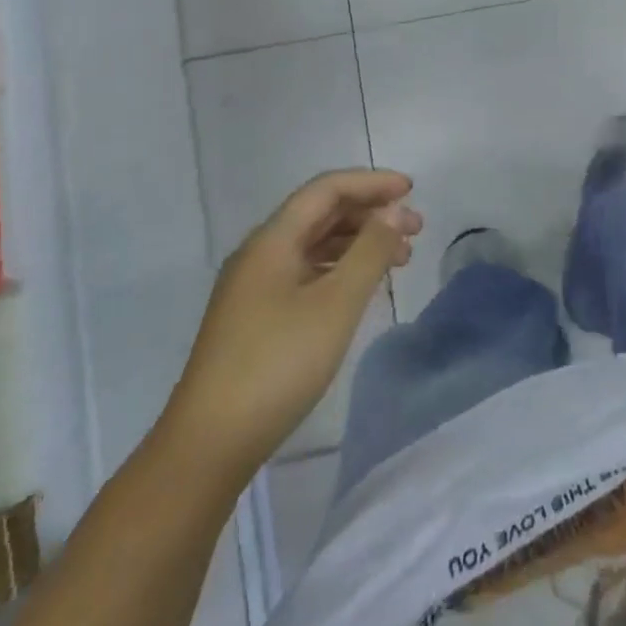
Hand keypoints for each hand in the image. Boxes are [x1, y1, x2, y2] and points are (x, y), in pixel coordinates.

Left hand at [174, 170, 419, 472]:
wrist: (210, 442)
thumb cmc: (278, 364)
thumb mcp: (335, 304)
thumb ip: (370, 251)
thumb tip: (394, 211)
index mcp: (272, 240)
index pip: (326, 189)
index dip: (370, 183)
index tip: (411, 190)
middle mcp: (260, 254)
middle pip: (319, 213)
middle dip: (369, 213)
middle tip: (415, 229)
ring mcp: (254, 286)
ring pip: (314, 244)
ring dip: (357, 242)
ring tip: (399, 258)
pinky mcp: (256, 316)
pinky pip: (305, 272)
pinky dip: (339, 269)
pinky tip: (362, 286)